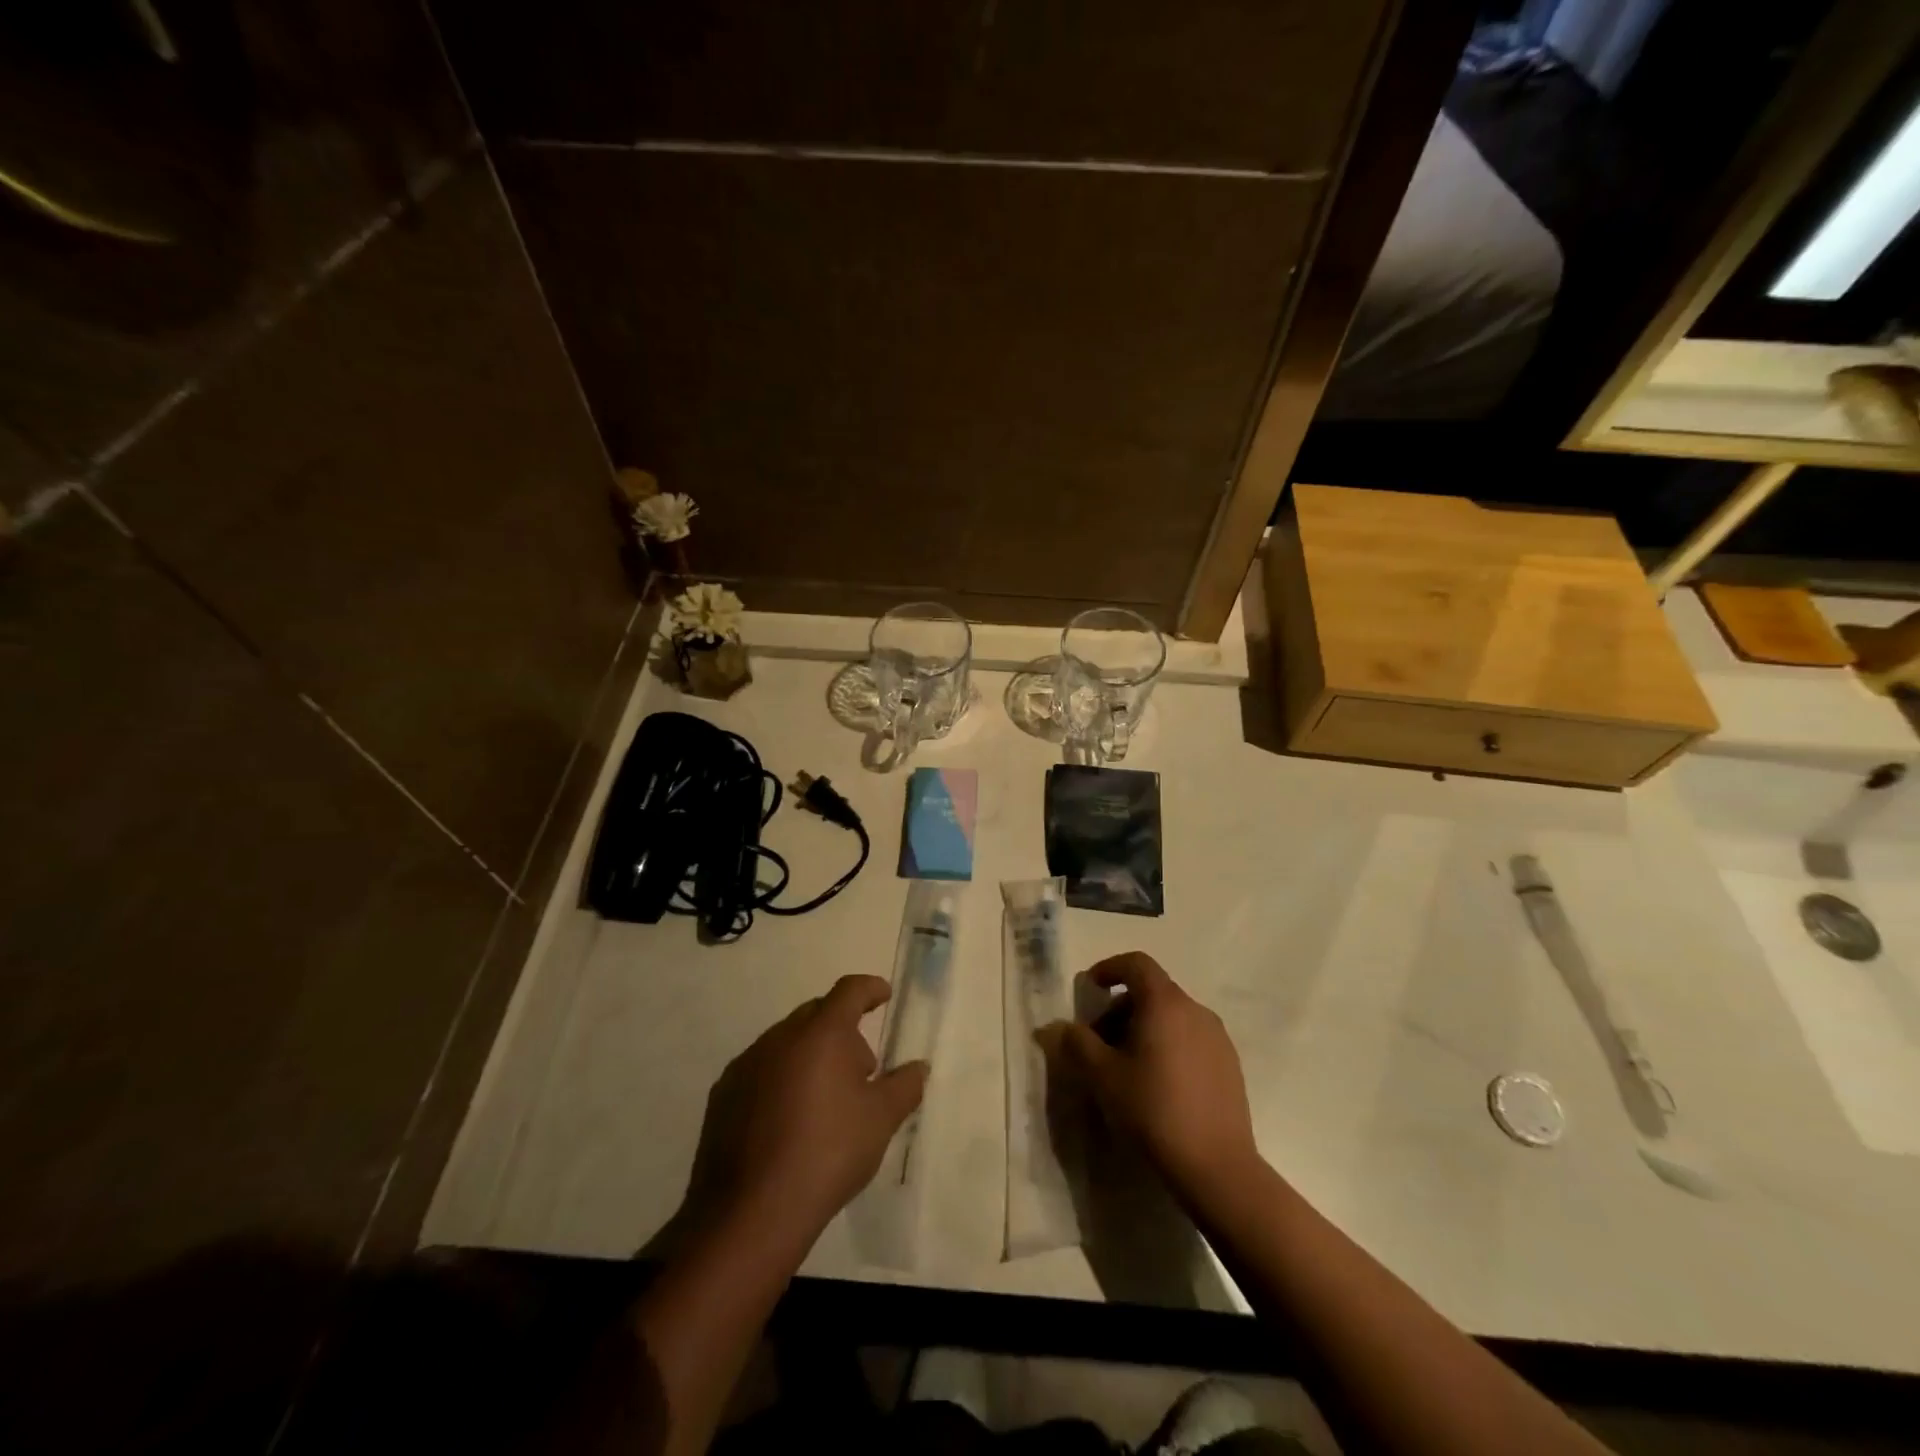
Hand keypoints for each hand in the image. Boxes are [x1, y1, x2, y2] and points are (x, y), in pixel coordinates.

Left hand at [686, 975, 927, 1252]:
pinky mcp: (723, 1095)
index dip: (870, 989)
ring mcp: (746, 1064)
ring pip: (787, 1042)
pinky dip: (781, 1079)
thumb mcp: (881, 1120)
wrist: (752, 1212)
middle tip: (861, 1068)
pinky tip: (789, 1119)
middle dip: (842, 1030)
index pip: (849, 991)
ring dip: (810, 1055)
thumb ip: (904, 1086)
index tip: (883, 995)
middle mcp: (780, 1037)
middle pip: (817, 1014)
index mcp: (821, 1033)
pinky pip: (761, 1070)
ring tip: (825, 1099)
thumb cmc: (828, 1152)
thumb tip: (918, 1067)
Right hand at [1043, 953, 1258, 1197]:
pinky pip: (1191, 1039)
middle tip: (1099, 1042)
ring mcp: (1218, 1038)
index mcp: (1165, 1003)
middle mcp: (1195, 1010)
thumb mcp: (1103, 1077)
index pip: (1136, 964)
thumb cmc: (1154, 1111)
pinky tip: (1158, 1085)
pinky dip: (1168, 1046)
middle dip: (1120, 1008)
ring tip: (1126, 1067)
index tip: (1090, 989)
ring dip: (1143, 1029)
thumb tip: (1054, 1026)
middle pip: (1152, 991)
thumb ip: (1076, 1044)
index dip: (1109, 968)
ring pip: (1172, 1017)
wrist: (1217, 1167)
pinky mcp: (1230, 1065)